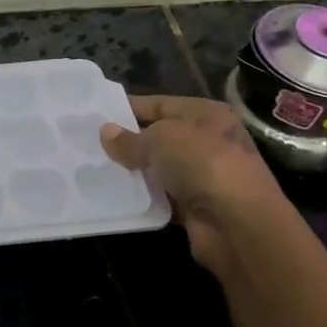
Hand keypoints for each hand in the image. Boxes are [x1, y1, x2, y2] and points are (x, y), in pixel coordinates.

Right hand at [101, 95, 282, 275]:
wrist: (238, 222)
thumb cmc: (202, 163)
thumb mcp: (159, 140)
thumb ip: (129, 139)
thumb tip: (105, 132)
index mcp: (206, 114)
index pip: (160, 103)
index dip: (129, 107)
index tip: (97, 114)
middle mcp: (208, 141)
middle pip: (159, 137)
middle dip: (128, 141)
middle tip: (88, 142)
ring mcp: (203, 175)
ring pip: (159, 168)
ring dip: (133, 171)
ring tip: (94, 168)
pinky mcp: (196, 206)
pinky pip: (161, 196)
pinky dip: (142, 196)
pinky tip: (114, 195)